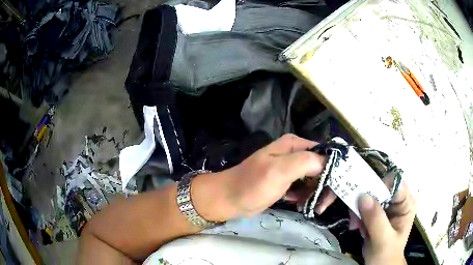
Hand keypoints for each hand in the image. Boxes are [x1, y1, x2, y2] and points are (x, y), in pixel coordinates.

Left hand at [194, 134, 325, 220]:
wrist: (228, 199)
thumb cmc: (252, 185)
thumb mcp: (279, 171)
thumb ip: (306, 162)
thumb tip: (329, 163)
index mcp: (295, 145)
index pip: (325, 153)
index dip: (333, 171)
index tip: (333, 191)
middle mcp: (295, 153)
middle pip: (322, 167)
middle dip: (324, 186)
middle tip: (321, 205)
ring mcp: (291, 168)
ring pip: (314, 179)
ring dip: (315, 193)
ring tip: (309, 206)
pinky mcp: (287, 182)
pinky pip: (305, 187)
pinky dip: (305, 196)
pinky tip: (298, 203)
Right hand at [356, 182, 415, 264]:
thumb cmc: (386, 254)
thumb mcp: (383, 239)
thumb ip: (376, 219)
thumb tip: (363, 196)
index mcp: (406, 203)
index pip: (395, 184)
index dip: (380, 186)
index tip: (363, 196)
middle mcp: (397, 201)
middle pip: (380, 188)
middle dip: (365, 200)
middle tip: (354, 215)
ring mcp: (386, 207)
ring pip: (369, 196)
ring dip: (358, 209)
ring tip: (354, 224)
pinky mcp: (375, 213)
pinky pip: (363, 206)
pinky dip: (357, 215)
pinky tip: (356, 226)